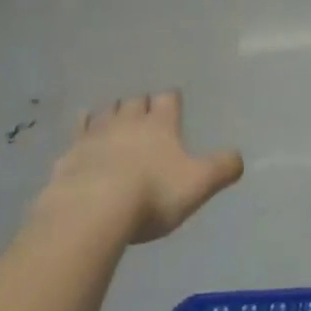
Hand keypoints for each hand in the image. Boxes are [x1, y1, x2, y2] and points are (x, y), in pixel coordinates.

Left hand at [43, 92, 242, 243]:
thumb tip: (239, 157)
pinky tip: (81, 139)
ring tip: (114, 122)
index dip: (171, 101)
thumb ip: (221, 169)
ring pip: (105, 112)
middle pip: (134, 101)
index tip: (172, 105)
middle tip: (143, 115)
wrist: (92, 210)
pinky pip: (77, 134)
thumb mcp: (198, 184)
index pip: (168, 99)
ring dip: (111, 114)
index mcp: (160, 124)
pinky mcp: (70, 154)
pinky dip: (81, 133)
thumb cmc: (152, 194)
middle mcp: (128, 121)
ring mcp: (96, 134)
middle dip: (139, 105)